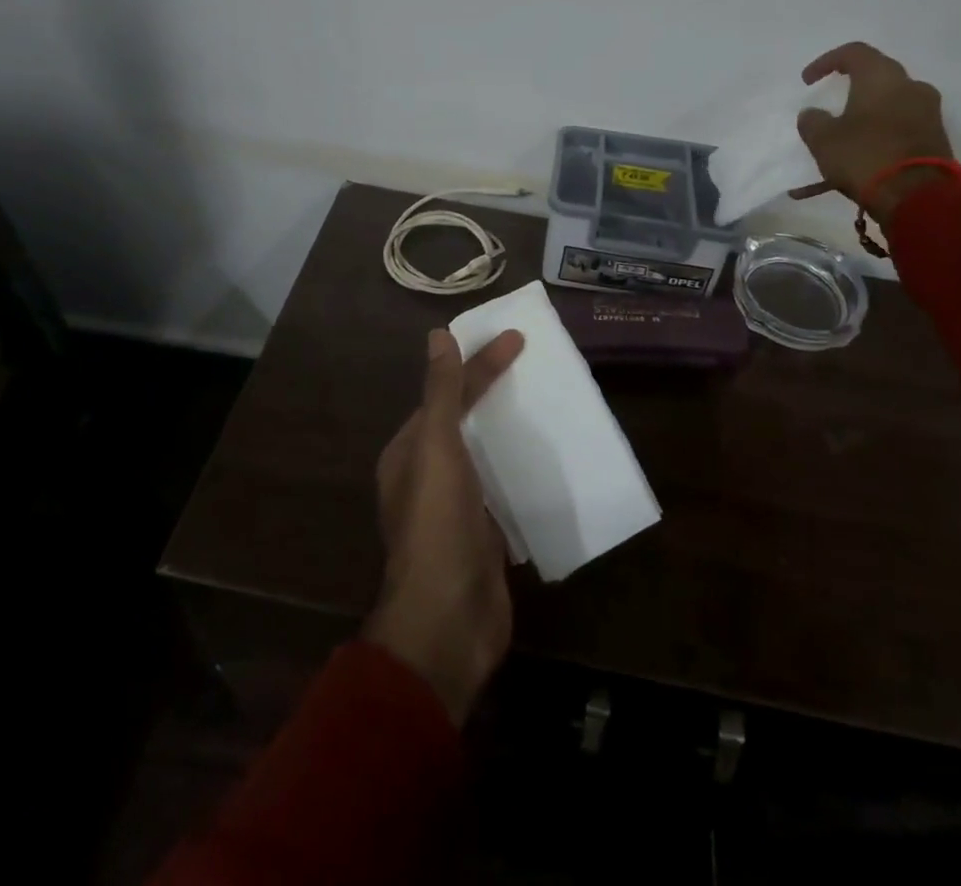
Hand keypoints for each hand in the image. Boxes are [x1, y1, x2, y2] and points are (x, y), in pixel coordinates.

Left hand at [364, 327, 524, 725]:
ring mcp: (456, 509)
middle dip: (494, 394)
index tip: (518, 339)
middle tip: (537, 368)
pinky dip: (522, 468)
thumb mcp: (437, 449)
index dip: (478, 365)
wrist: (449, 623)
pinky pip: (503, 489)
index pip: (446, 394)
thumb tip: (437, 336)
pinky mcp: (484, 535)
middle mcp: (428, 477)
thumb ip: (440, 394)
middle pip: (464, 422)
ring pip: (485, 455)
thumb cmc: (438, 526)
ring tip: (550, 405)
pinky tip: (551, 459)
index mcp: (409, 453)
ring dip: (510, 431)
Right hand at [791, 41, 955, 223]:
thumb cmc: (865, 156)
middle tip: (829, 101)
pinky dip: (874, 139)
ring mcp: (926, 114)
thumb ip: (813, 121)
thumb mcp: (824, 140)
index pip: (854, 53)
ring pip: (886, 107)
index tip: (807, 81)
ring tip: (837, 140)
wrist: (918, 197)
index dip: (826, 62)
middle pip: (875, 77)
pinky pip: (896, 130)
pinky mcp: (933, 139)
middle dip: (849, 88)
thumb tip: (813, 114)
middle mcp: (910, 87)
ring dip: (861, 118)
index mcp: (882, 78)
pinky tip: (851, 163)